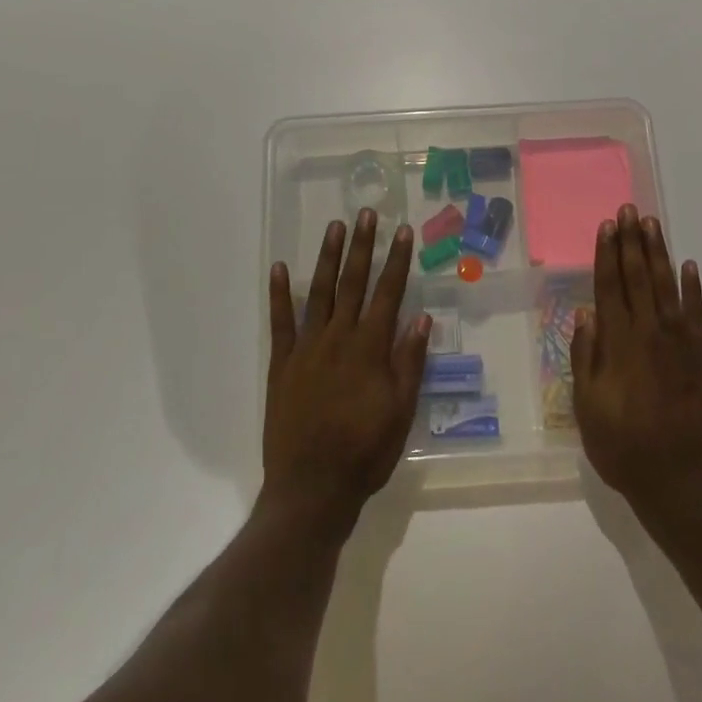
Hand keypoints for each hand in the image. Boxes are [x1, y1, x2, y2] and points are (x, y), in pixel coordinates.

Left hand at [263, 210, 429, 536]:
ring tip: (334, 227)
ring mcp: (306, 349)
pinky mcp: (281, 364)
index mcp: (370, 349)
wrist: (312, 488)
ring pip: (319, 293)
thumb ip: (409, 363)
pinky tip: (280, 268)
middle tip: (366, 213)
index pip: (388, 294)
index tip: (402, 231)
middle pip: (353, 284)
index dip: (396, 261)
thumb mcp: (401, 412)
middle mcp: (338, 339)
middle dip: (361, 247)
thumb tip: (421, 319)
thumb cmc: (365, 453)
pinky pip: (280, 322)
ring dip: (327, 258)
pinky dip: (279, 294)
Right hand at [572, 206, 701, 525]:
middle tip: (628, 210)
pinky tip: (687, 266)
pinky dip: (693, 288)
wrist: (682, 484)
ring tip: (651, 224)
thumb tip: (585, 315)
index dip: (606, 254)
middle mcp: (649, 334)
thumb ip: (586, 359)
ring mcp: (681, 343)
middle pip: (637, 277)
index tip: (606, 226)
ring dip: (657, 253)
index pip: (609, 287)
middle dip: (631, 242)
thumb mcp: (587, 409)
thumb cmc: (624, 449)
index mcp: (617, 345)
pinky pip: (698, 313)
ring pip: (666, 287)